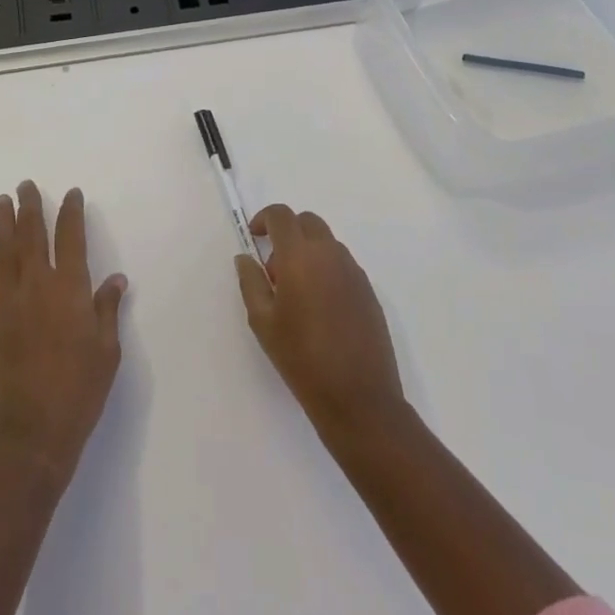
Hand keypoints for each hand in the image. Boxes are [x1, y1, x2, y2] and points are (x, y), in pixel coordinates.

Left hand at [0, 182, 126, 483]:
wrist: (30, 435)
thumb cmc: (78, 393)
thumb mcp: (107, 353)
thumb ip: (107, 310)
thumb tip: (116, 279)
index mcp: (70, 290)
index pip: (71, 238)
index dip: (71, 212)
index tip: (71, 194)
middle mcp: (37, 286)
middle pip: (32, 235)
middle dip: (30, 207)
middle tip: (25, 185)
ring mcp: (8, 302)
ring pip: (5, 251)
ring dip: (4, 224)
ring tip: (2, 202)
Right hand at [235, 204, 406, 441]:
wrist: (359, 398)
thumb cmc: (302, 358)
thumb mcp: (263, 322)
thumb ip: (251, 282)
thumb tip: (246, 258)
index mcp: (300, 256)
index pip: (281, 216)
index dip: (264, 219)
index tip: (254, 239)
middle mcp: (330, 254)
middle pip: (307, 222)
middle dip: (287, 233)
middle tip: (275, 270)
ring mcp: (353, 271)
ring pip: (326, 243)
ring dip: (308, 251)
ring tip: (298, 294)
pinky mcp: (369, 291)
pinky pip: (342, 264)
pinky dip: (326, 270)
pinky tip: (321, 308)